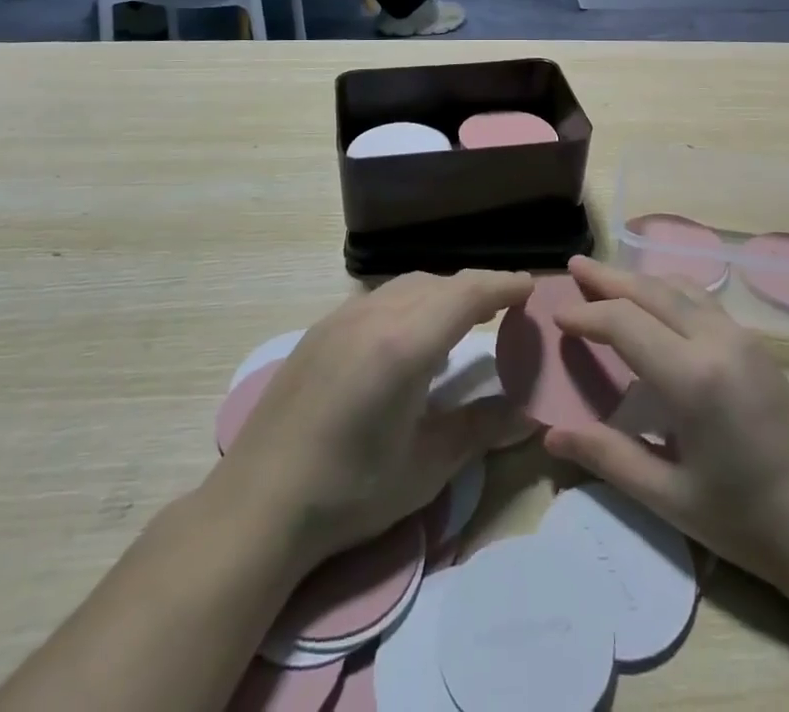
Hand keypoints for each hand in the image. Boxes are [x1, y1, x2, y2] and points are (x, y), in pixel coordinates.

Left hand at [217, 270, 534, 573]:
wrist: (257, 505)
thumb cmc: (350, 492)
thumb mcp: (426, 467)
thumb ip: (481, 429)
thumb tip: (530, 415)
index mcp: (405, 343)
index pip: (467, 293)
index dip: (503, 285)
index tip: (531, 287)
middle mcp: (374, 314)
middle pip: (439, 283)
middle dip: (477, 288)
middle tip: (506, 306)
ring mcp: (342, 317)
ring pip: (407, 285)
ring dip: (442, 292)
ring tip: (462, 317)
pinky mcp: (320, 329)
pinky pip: (379, 298)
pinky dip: (410, 302)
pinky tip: (408, 336)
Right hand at [542, 257, 788, 605]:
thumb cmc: (748, 521)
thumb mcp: (670, 498)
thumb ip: (609, 458)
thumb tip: (552, 436)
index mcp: (691, 376)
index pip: (624, 322)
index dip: (586, 314)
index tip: (556, 312)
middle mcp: (716, 341)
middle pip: (652, 291)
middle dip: (609, 278)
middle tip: (575, 266)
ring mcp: (742, 338)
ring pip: (681, 288)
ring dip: (641, 280)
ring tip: (609, 279)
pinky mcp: (757, 346)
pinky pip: (703, 301)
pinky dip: (669, 290)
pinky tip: (659, 303)